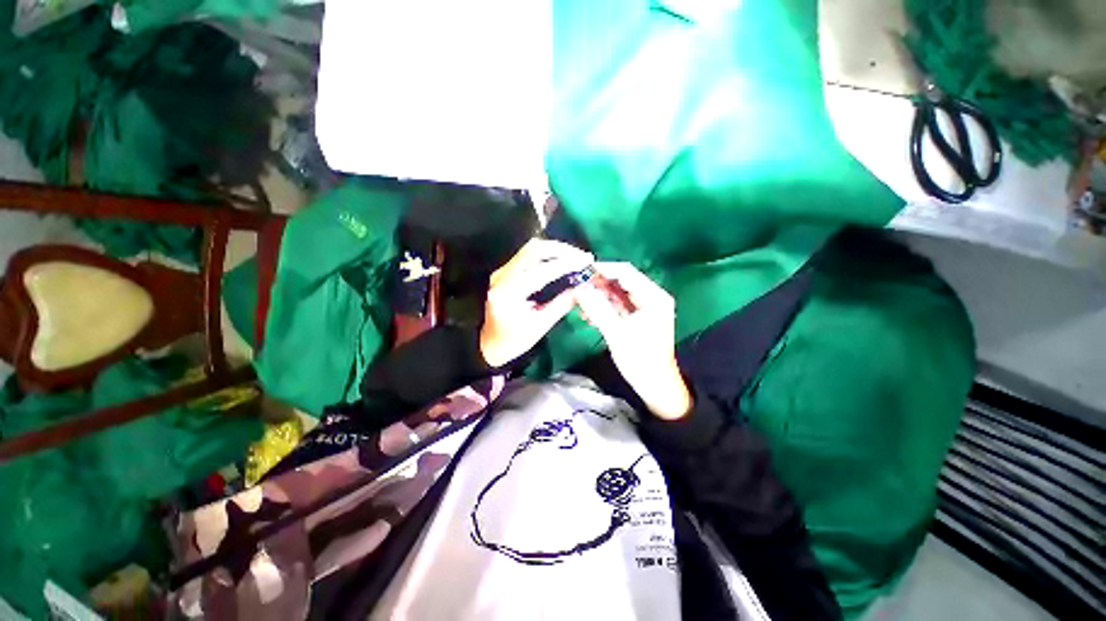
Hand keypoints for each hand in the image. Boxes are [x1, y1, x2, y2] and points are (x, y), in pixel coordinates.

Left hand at [480, 239, 593, 366]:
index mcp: (509, 294)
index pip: (541, 271)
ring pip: (531, 248)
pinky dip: (548, 255)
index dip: (566, 265)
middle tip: (582, 257)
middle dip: (562, 250)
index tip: (586, 262)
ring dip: (555, 250)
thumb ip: (562, 304)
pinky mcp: (506, 271)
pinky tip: (561, 261)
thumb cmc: (514, 340)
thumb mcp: (541, 325)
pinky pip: (529, 255)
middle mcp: (502, 276)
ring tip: (575, 257)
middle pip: (534, 249)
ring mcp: (502, 271)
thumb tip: (583, 288)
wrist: (489, 343)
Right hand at [574, 263, 691, 419]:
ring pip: (616, 293)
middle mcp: (651, 297)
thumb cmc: (640, 360)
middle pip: (620, 281)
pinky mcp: (636, 317)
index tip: (580, 271)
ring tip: (579, 301)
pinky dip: (602, 307)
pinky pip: (616, 305)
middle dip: (598, 284)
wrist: (654, 385)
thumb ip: (597, 308)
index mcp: (654, 297)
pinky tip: (587, 313)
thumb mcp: (617, 333)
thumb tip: (578, 287)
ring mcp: (644, 307)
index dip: (603, 269)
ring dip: (598, 296)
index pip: (626, 272)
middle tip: (576, 286)